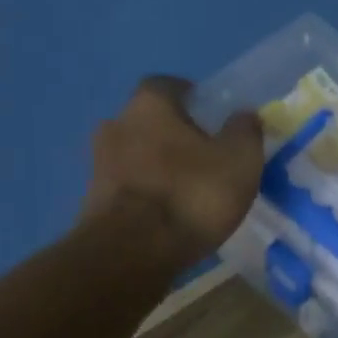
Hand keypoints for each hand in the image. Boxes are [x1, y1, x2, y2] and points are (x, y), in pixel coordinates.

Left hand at [81, 77, 263, 267]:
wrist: (132, 252)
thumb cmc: (191, 195)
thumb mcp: (239, 161)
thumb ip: (245, 132)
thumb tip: (244, 116)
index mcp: (149, 105)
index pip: (168, 85)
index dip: (191, 98)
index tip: (211, 118)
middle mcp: (116, 125)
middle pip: (148, 122)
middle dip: (172, 136)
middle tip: (202, 159)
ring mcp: (98, 165)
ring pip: (134, 156)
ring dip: (156, 168)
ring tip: (185, 193)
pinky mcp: (92, 202)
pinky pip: (126, 189)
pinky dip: (144, 196)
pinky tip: (165, 217)